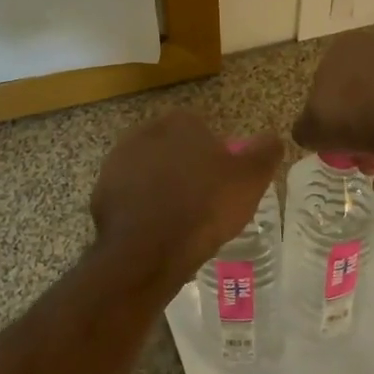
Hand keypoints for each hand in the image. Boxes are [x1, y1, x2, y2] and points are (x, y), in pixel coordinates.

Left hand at [89, 112, 284, 292]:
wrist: (147, 251)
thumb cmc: (203, 207)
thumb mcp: (249, 179)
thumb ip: (265, 151)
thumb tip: (272, 137)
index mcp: (180, 122)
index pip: (202, 130)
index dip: (214, 157)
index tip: (222, 183)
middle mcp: (145, 132)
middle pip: (173, 148)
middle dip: (185, 169)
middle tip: (203, 202)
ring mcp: (118, 161)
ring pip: (149, 171)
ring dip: (161, 188)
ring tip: (179, 220)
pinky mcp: (101, 191)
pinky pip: (129, 195)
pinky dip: (141, 208)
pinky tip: (155, 230)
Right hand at [293, 28, 373, 194]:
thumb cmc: (353, 117)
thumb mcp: (311, 129)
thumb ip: (305, 128)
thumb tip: (311, 131)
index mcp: (345, 46)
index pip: (328, 82)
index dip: (328, 115)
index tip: (333, 140)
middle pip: (362, 97)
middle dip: (359, 132)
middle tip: (359, 160)